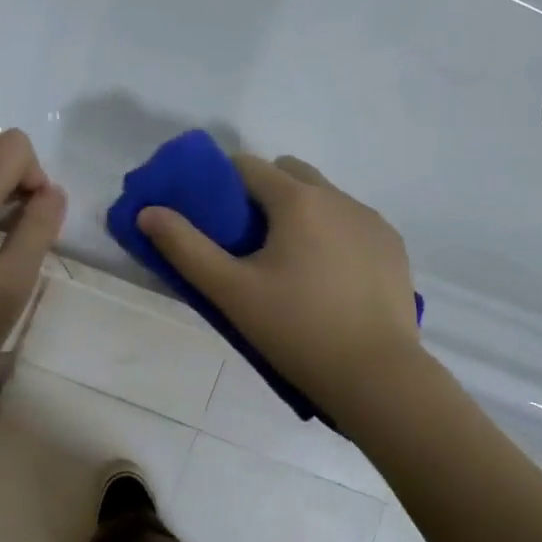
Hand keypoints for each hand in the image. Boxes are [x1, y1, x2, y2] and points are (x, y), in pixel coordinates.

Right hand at [138, 154, 422, 419]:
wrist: (375, 375)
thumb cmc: (296, 330)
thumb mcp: (231, 292)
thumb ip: (185, 247)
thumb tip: (148, 211)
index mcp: (298, 200)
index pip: (248, 166)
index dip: (223, 184)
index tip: (214, 217)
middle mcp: (339, 197)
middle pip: (290, 172)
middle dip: (264, 192)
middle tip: (250, 242)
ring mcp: (372, 220)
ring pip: (325, 197)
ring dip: (302, 213)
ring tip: (292, 265)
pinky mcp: (393, 246)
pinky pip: (352, 223)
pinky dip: (334, 234)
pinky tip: (329, 279)